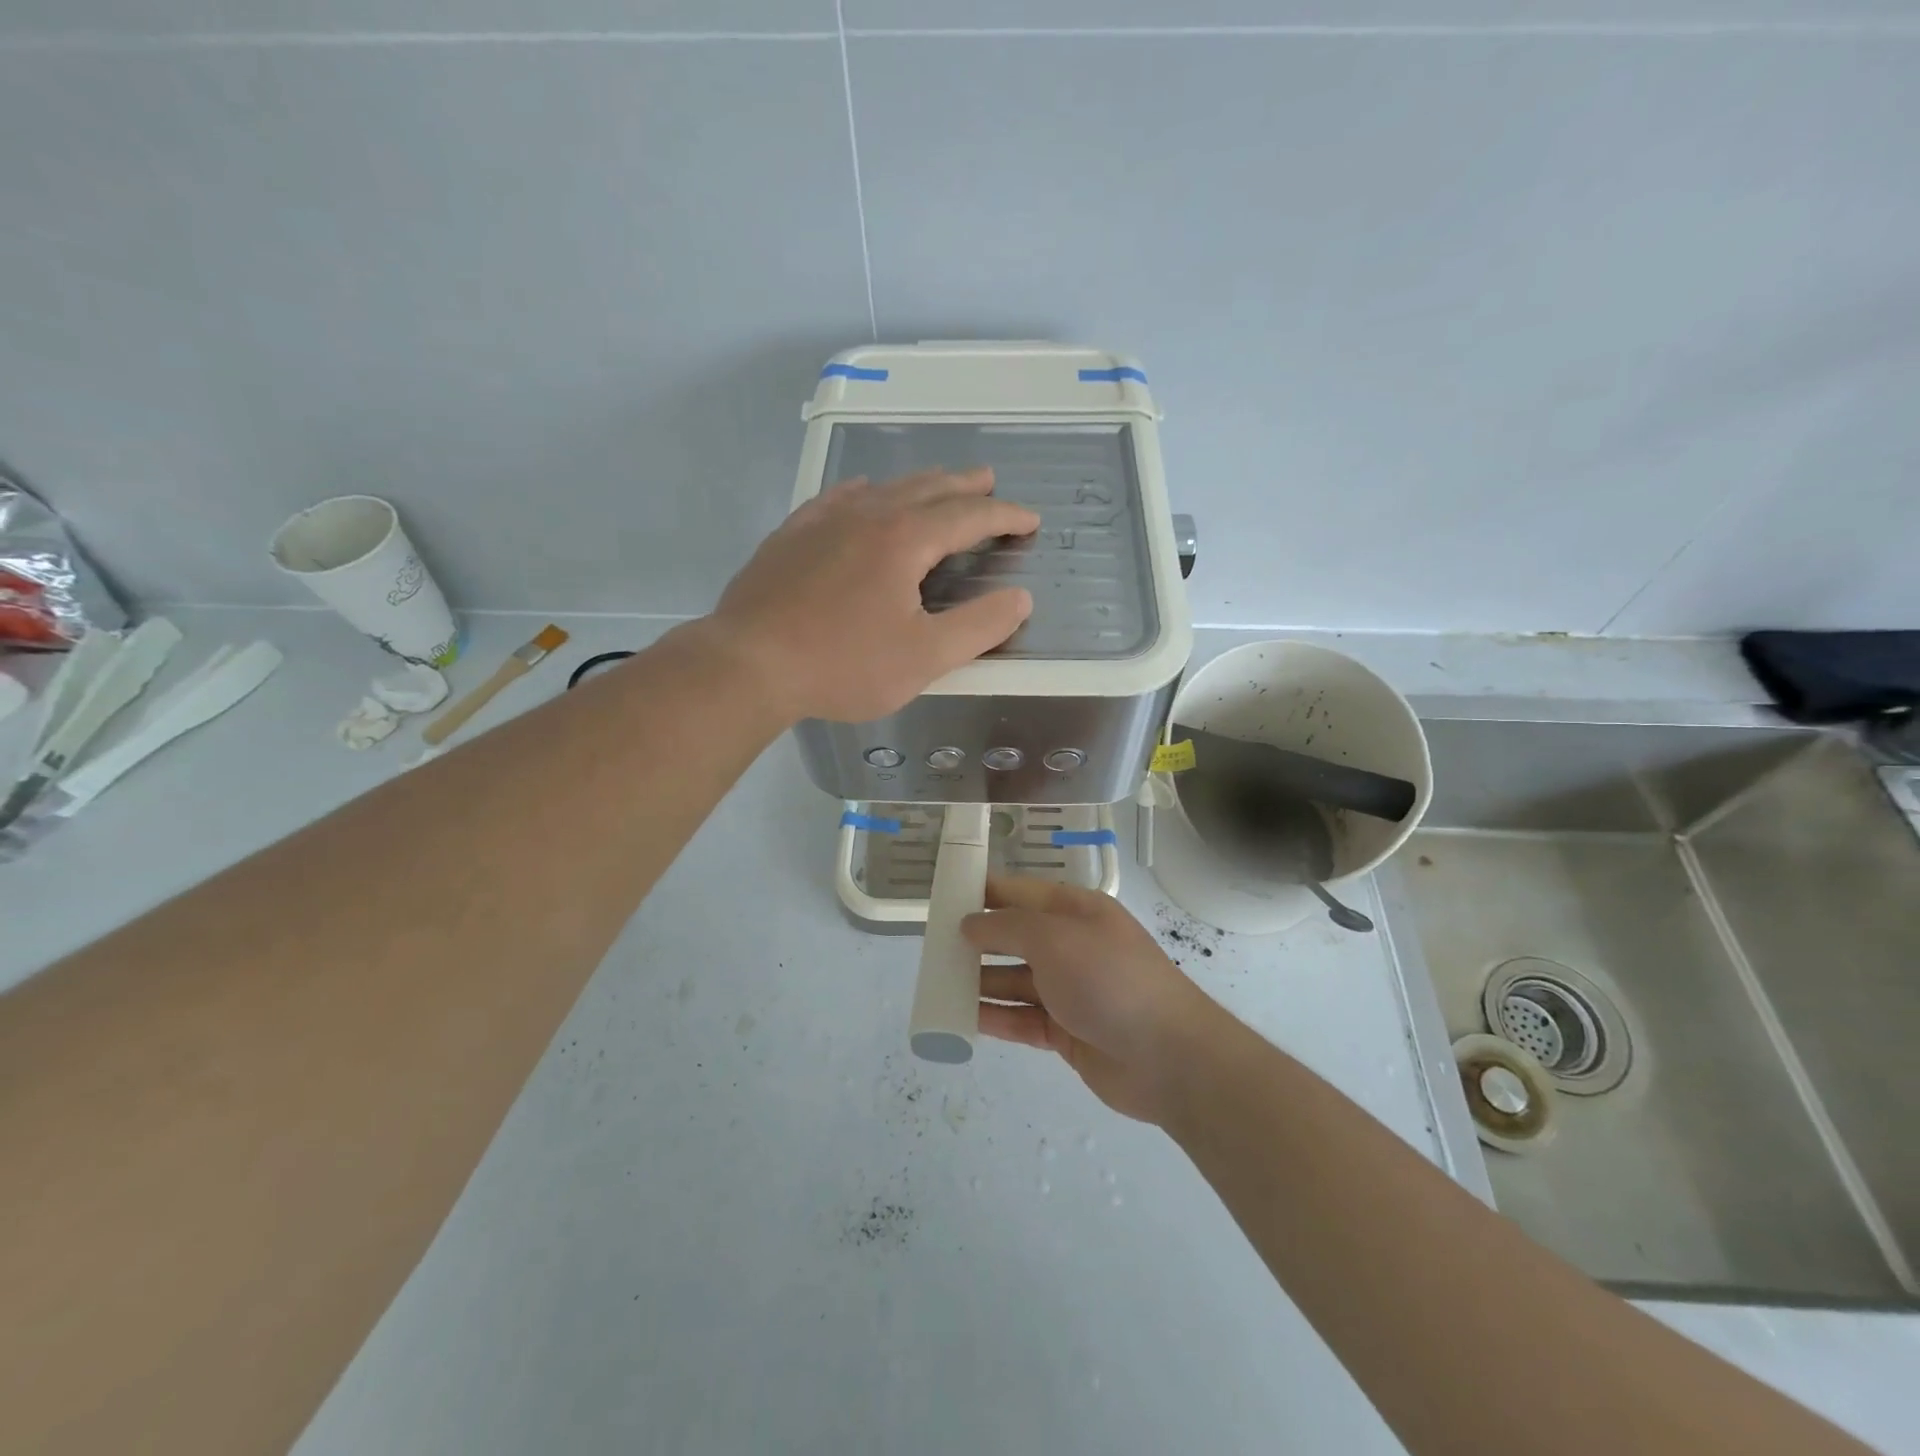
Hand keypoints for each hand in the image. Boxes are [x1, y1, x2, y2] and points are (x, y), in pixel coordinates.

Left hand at [706, 468, 1037, 722]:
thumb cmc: (843, 664)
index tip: (1030, 519)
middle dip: (965, 485)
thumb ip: (979, 627)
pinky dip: (865, 491)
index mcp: (905, 539)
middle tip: (989, 480)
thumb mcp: (924, 657)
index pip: (969, 516)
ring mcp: (824, 520)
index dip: (1005, 515)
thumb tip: (1020, 598)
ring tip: (937, 483)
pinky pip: (838, 497)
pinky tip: (863, 493)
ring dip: (919, 484)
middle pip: (928, 488)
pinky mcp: (792, 534)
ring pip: (884, 487)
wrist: (749, 662)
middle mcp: (868, 514)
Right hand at [962, 877, 1214, 1123]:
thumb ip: (1007, 927)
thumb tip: (969, 923)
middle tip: (933, 947)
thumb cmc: (1109, 979)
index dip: (984, 892)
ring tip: (939, 984)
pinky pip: (1022, 1018)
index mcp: (1076, 911)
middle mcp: (1072, 946)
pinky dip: (995, 1017)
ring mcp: (1071, 990)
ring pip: (1015, 980)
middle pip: (1016, 937)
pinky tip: (963, 1018)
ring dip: (981, 981)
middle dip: (977, 939)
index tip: (945, 897)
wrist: (1168, 1056)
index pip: (1021, 892)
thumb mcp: (1054, 938)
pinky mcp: (1068, 1031)